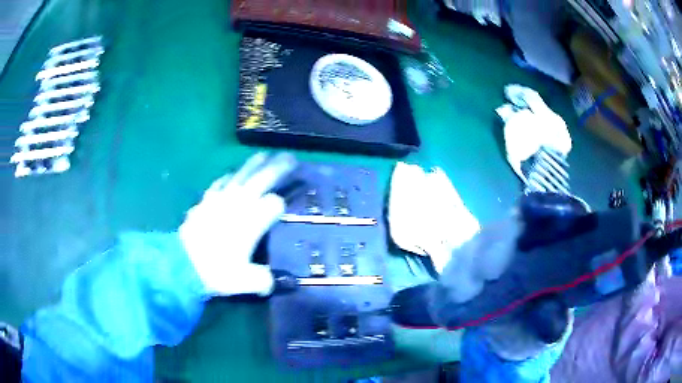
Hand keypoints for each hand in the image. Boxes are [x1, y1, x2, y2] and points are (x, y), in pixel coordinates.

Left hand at [179, 152, 296, 296]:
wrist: (182, 264)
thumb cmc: (217, 271)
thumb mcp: (246, 281)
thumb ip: (265, 281)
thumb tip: (277, 284)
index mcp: (252, 220)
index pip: (274, 204)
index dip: (281, 205)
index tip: (283, 209)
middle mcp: (239, 204)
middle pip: (262, 179)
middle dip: (278, 168)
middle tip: (290, 157)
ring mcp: (220, 199)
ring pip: (241, 175)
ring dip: (254, 164)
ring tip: (265, 154)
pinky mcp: (206, 201)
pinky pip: (220, 183)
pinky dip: (228, 177)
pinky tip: (231, 175)